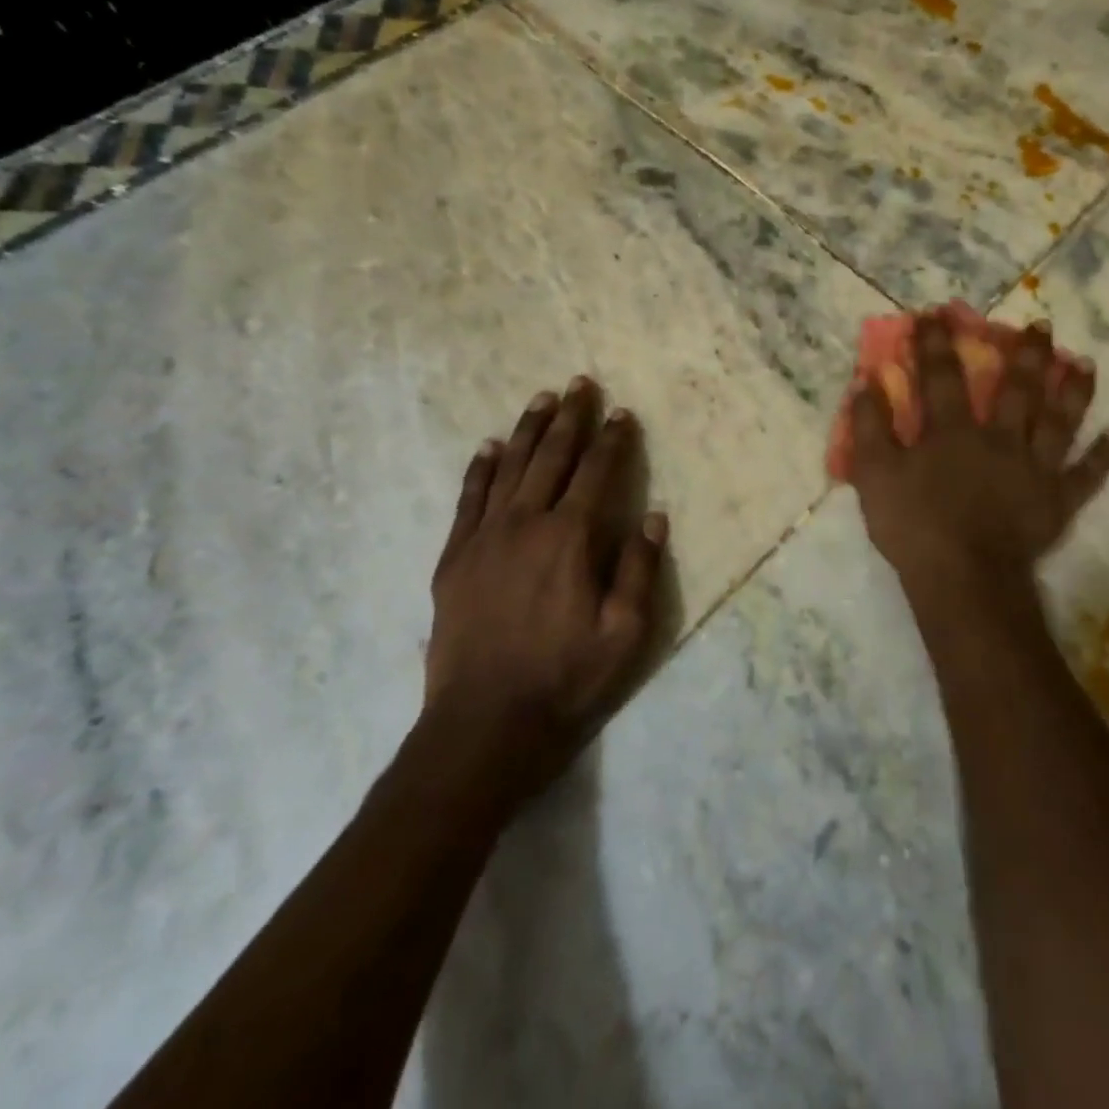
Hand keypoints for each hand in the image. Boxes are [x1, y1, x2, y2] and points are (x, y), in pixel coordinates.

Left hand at [426, 378, 666, 794]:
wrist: (484, 724)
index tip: (622, 413)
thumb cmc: (565, 679)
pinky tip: (487, 447)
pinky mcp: (454, 558)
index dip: (613, 440)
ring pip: (508, 468)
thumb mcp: (624, 633)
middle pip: (551, 457)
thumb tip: (654, 517)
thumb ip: (639, 570)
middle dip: (570, 418)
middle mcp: (526, 524)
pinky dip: (480, 469)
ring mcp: (484, 538)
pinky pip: (468, 499)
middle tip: (580, 384)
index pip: (597, 473)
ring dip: (527, 430)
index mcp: (570, 539)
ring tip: (541, 399)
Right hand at [848, 313, 1108, 586]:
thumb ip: (870, 427)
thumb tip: (866, 382)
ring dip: (1073, 390)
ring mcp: (1034, 468)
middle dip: (1025, 353)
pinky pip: (1087, 475)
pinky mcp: (1057, 500)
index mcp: (952, 432)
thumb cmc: (914, 527)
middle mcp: (999, 438)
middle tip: (1040, 325)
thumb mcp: (874, 476)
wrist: (963, 579)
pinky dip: (1105, 456)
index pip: (942, 377)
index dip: (936, 343)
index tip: (936, 313)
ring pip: (1059, 420)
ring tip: (1085, 362)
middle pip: (1016, 388)